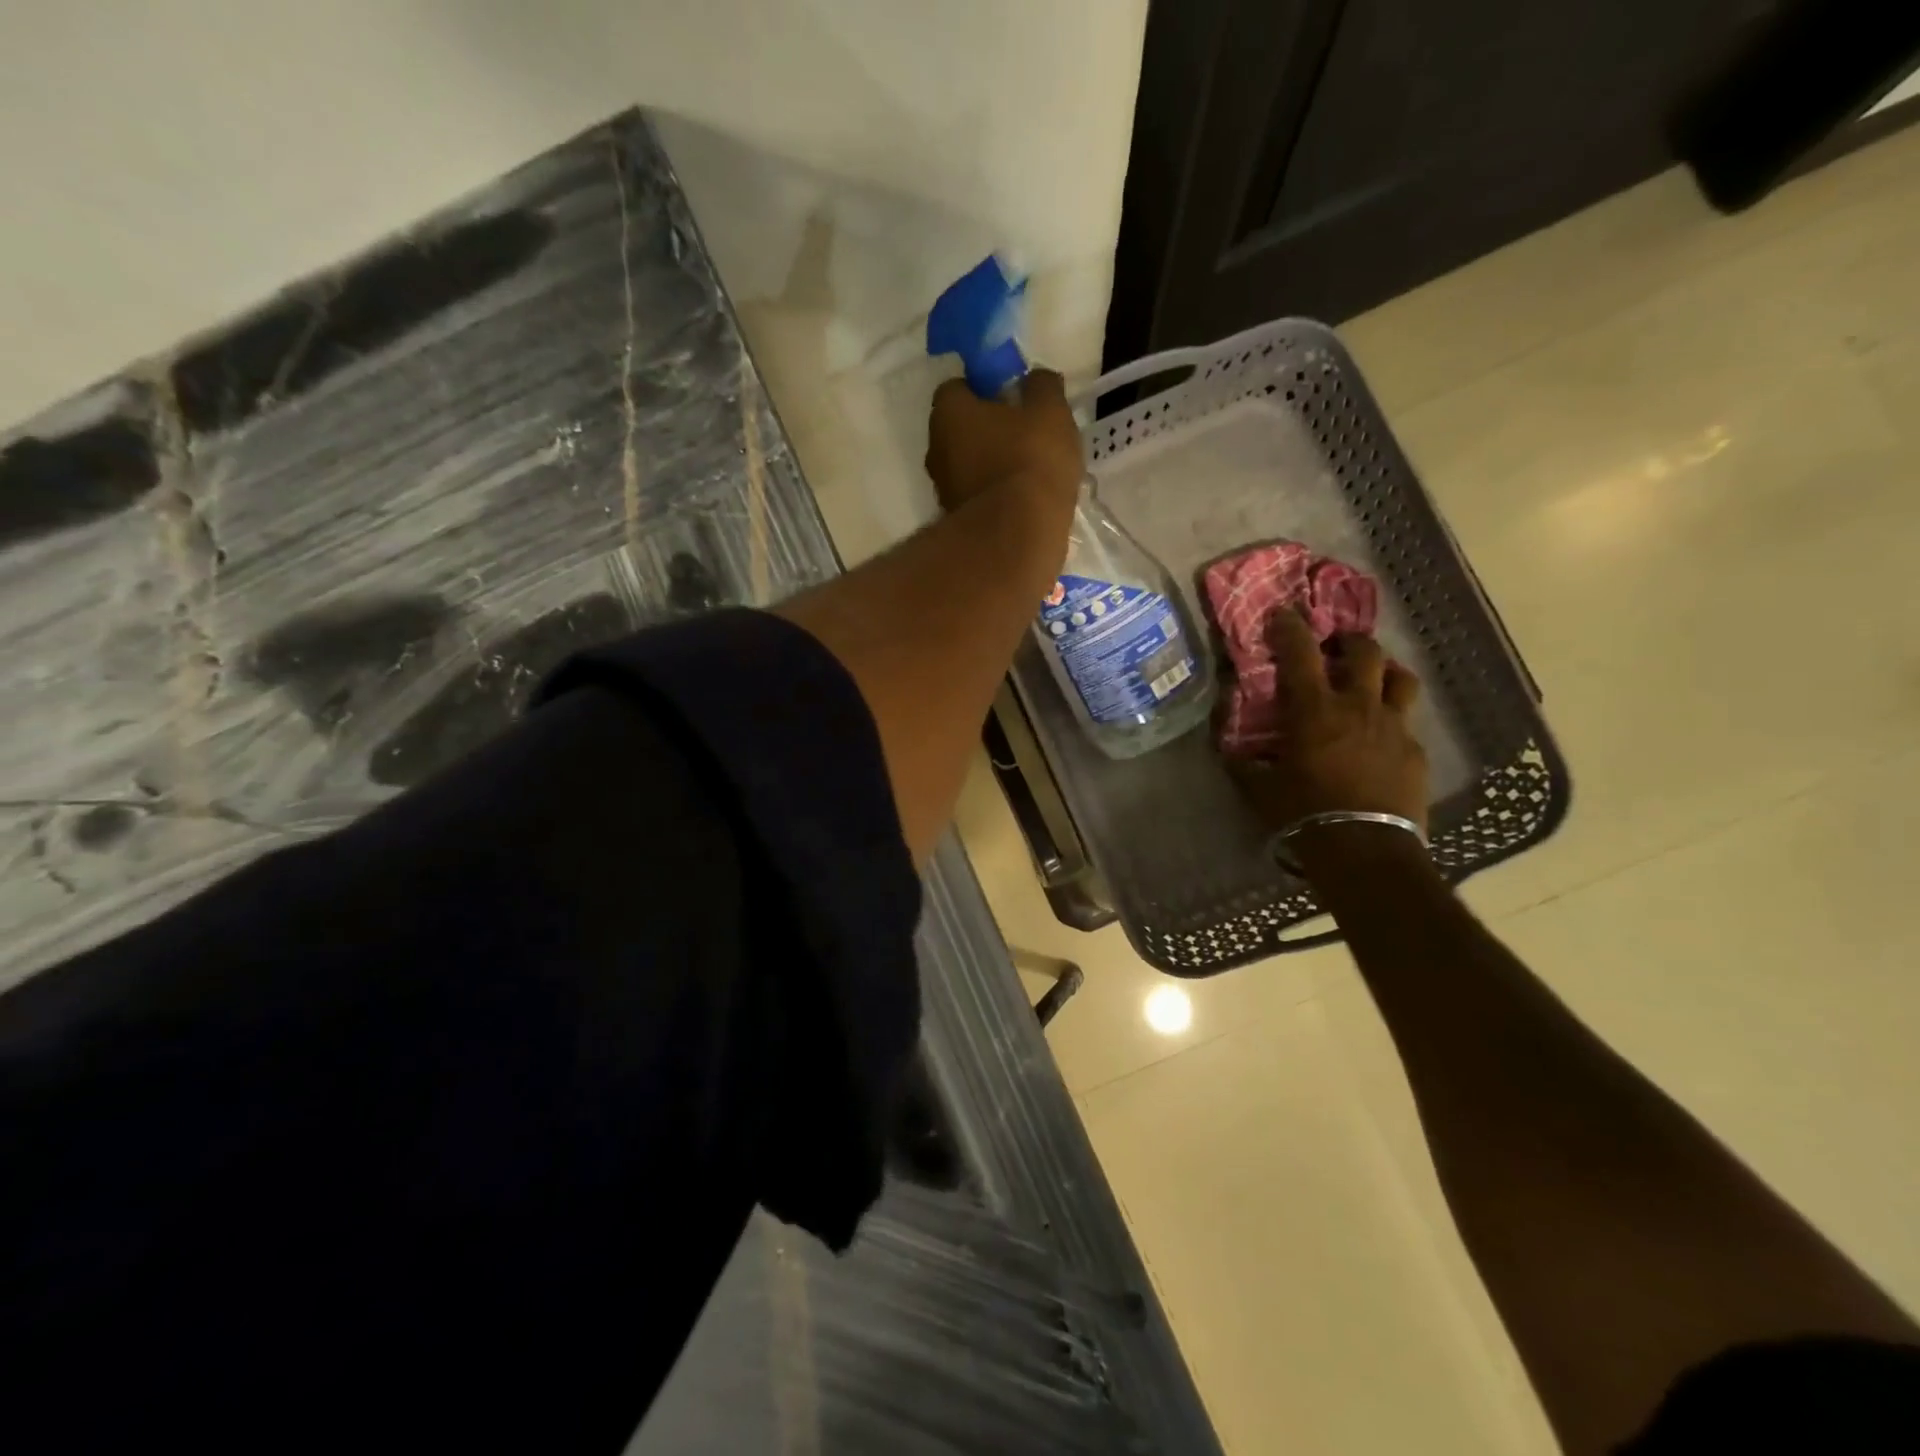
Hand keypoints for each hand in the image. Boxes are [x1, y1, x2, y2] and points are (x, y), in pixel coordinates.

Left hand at [925, 369, 1083, 511]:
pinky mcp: (958, 524)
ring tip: (1028, 472)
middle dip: (986, 429)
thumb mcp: (1050, 412)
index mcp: (948, 413)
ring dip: (990, 466)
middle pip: (959, 429)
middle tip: (1023, 434)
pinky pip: (977, 498)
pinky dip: (994, 496)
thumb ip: (1042, 388)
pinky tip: (1022, 501)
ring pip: (967, 467)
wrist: (1017, 537)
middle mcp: (935, 449)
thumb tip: (1036, 380)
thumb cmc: (1030, 461)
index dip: (984, 389)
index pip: (957, 388)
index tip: (1011, 398)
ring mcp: (943, 491)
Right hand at [1225, 610, 1428, 836]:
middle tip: (1337, 645)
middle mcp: (1358, 707)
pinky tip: (1381, 739)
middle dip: (1350, 641)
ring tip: (1374, 678)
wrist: (1364, 849)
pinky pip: (1406, 724)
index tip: (1283, 613)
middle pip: (1366, 653)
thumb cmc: (1304, 813)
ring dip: (1385, 671)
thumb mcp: (1260, 789)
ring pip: (1400, 680)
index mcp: (1315, 710)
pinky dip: (1392, 720)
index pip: (1300, 653)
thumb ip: (1244, 764)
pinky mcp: (1415, 752)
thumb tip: (1229, 751)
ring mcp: (1394, 727)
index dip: (1290, 627)